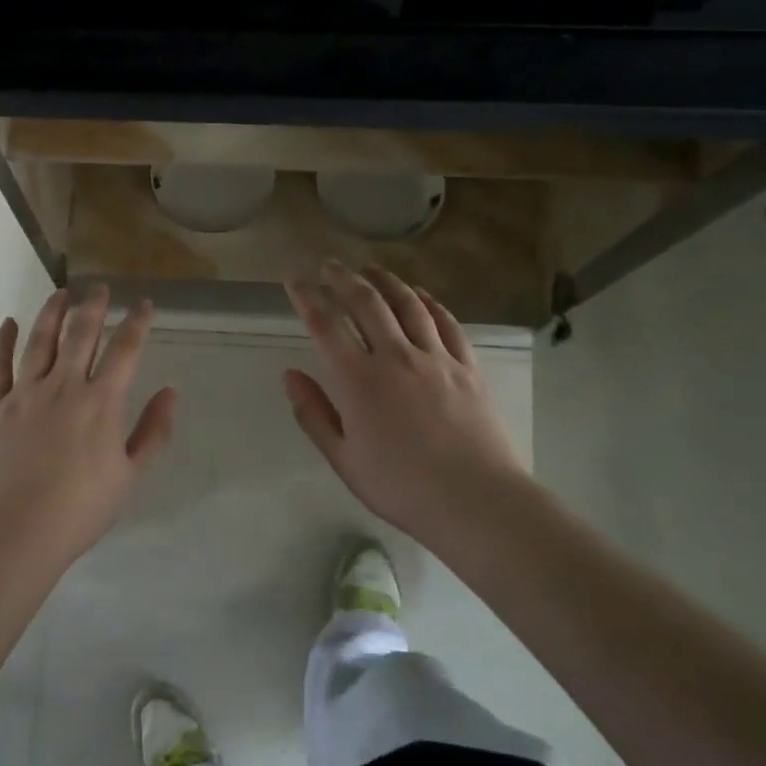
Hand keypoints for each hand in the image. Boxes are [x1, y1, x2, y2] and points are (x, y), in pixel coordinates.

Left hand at [0, 285, 177, 573]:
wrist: (14, 533)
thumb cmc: (79, 510)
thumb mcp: (129, 476)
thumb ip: (153, 432)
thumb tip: (171, 392)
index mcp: (101, 402)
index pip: (125, 349)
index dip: (137, 322)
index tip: (144, 304)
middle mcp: (64, 385)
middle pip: (81, 332)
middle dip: (93, 305)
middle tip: (99, 287)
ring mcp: (24, 392)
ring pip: (40, 339)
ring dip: (52, 311)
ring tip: (61, 292)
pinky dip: (1, 340)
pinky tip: (7, 323)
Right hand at [283, 262, 531, 541]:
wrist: (476, 501)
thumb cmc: (401, 487)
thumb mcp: (344, 459)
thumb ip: (314, 414)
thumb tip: (289, 375)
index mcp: (358, 379)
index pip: (325, 324)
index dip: (306, 296)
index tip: (295, 279)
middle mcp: (394, 356)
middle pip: (366, 302)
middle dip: (344, 278)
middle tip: (330, 264)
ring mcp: (435, 357)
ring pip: (408, 304)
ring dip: (386, 281)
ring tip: (371, 268)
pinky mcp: (467, 366)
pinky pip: (446, 323)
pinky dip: (430, 302)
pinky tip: (421, 294)